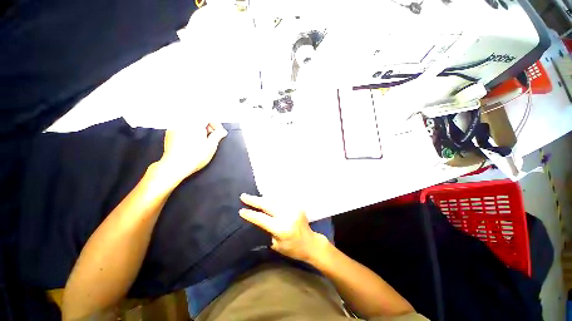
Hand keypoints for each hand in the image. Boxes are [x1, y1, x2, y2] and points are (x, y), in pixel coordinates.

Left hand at [157, 123, 227, 181]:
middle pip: (200, 119)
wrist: (176, 166)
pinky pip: (183, 128)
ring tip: (203, 141)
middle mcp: (184, 121)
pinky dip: (190, 132)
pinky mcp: (170, 133)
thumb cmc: (193, 157)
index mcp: (195, 122)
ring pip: (191, 123)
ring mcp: (175, 126)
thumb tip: (222, 132)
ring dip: (199, 129)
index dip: (217, 125)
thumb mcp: (212, 146)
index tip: (220, 133)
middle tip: (213, 137)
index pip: (209, 117)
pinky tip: (193, 143)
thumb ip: (218, 135)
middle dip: (208, 127)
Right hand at [239, 194, 327, 262]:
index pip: (261, 219)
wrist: (311, 243)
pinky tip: (267, 197)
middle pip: (267, 204)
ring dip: (263, 198)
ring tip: (254, 197)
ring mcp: (293, 208)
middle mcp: (287, 216)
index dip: (250, 214)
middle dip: (254, 200)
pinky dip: (273, 198)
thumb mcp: (277, 245)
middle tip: (243, 196)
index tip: (241, 211)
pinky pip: (282, 199)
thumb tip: (259, 218)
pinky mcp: (297, 205)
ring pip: (274, 199)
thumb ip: (268, 230)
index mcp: (281, 229)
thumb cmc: (293, 249)